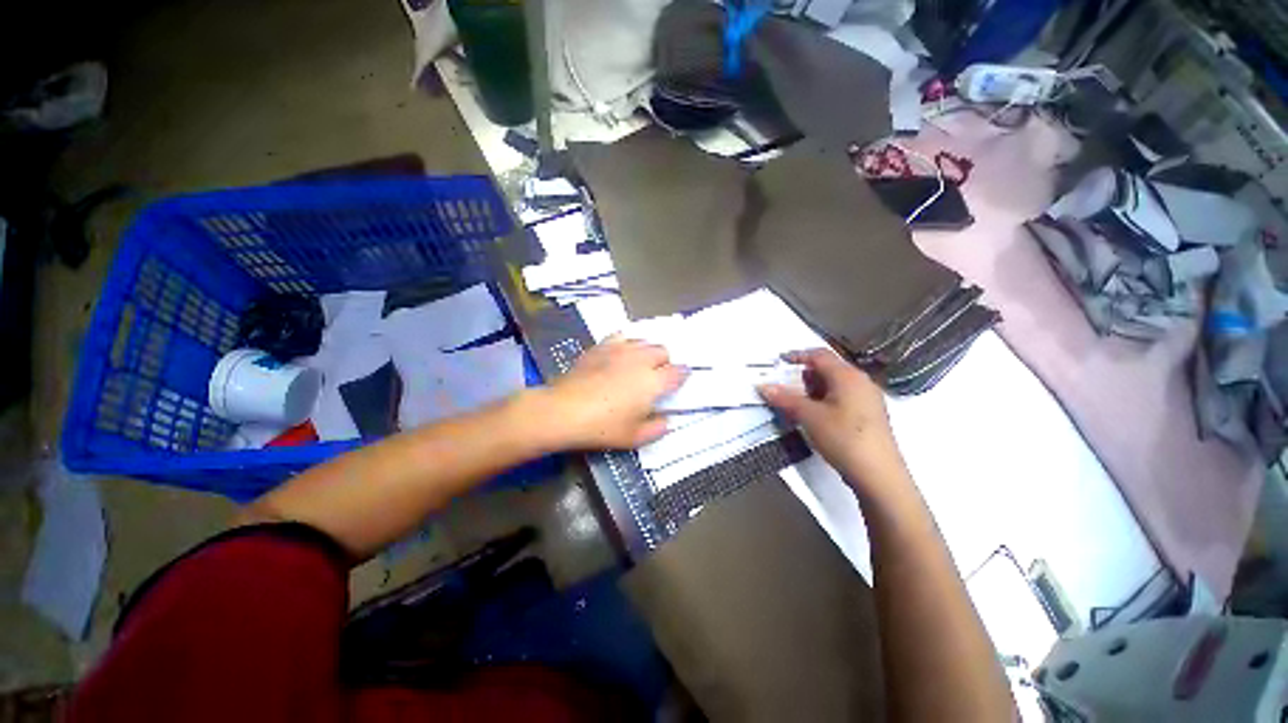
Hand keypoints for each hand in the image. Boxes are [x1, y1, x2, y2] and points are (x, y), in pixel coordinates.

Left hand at [540, 337, 685, 449]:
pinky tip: (620, 354)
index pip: (678, 371)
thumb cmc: (602, 426)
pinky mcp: (601, 346)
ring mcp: (620, 350)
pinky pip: (622, 336)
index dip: (681, 376)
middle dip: (664, 362)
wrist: (564, 411)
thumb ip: (656, 429)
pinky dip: (627, 343)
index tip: (678, 381)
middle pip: (663, 351)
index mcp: (654, 381)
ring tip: (639, 364)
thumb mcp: (634, 438)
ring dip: (647, 351)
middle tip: (656, 376)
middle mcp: (641, 360)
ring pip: (644, 341)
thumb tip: (665, 421)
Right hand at [758, 349, 905, 489]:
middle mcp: (861, 382)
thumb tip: (763, 386)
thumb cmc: (844, 438)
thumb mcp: (809, 417)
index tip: (780, 361)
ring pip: (836, 384)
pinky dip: (826, 400)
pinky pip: (843, 397)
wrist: (879, 475)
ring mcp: (868, 399)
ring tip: (798, 404)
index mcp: (848, 376)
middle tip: (786, 387)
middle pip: (828, 368)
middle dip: (804, 375)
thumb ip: (785, 399)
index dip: (798, 355)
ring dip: (814, 389)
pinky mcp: (870, 415)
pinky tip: (816, 417)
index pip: (819, 355)